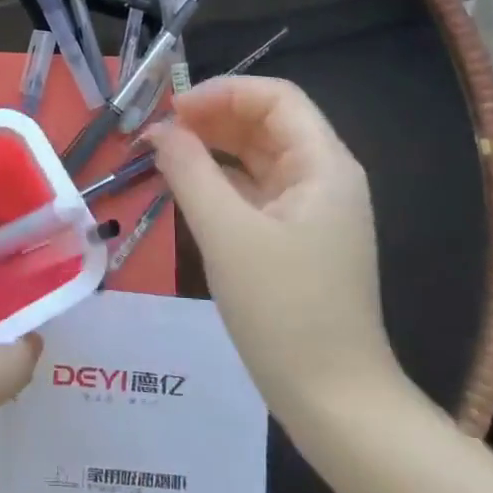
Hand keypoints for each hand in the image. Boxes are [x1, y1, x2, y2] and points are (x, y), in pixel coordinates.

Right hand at [145, 76, 400, 416]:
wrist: (334, 400)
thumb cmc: (284, 310)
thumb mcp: (226, 234)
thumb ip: (189, 172)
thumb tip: (159, 131)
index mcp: (324, 165)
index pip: (276, 98)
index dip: (222, 92)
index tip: (171, 111)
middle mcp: (325, 178)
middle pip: (267, 123)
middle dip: (213, 118)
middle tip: (158, 134)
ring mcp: (313, 211)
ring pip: (259, 157)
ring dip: (213, 148)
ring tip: (164, 156)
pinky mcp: (298, 240)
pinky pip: (257, 192)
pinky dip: (221, 182)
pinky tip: (187, 189)